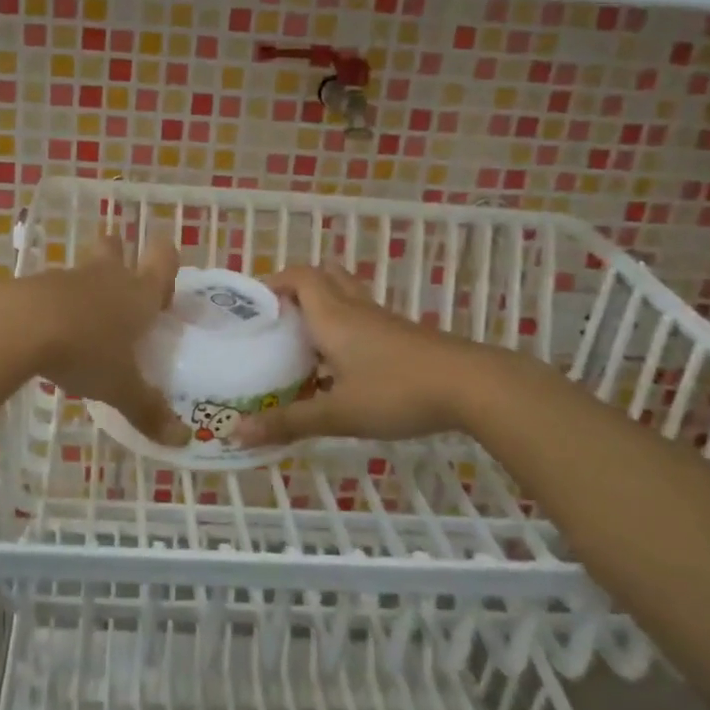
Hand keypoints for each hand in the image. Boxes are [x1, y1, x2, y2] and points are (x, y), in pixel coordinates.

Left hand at [22, 233, 189, 447]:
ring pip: (83, 271)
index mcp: (138, 294)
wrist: (19, 326)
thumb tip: (182, 441)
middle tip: (120, 285)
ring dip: (86, 288)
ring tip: (84, 325)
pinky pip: (53, 291)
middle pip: (115, 248)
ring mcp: (68, 278)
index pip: (162, 259)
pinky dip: (56, 306)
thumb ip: (148, 410)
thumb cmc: (85, 351)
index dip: (166, 261)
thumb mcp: (120, 387)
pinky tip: (51, 336)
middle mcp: (107, 277)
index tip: (163, 280)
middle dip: (119, 256)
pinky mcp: (35, 286)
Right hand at [233, 264, 469, 447]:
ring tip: (303, 341)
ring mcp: (382, 320)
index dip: (274, 282)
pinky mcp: (402, 335)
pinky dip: (344, 328)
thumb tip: (237, 433)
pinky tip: (341, 366)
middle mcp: (354, 308)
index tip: (253, 306)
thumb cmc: (397, 392)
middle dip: (297, 289)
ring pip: (345, 297)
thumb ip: (289, 422)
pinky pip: (363, 318)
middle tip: (278, 319)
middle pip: (324, 277)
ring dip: (322, 308)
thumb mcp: (338, 413)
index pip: (299, 276)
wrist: (472, 387)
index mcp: (332, 315)